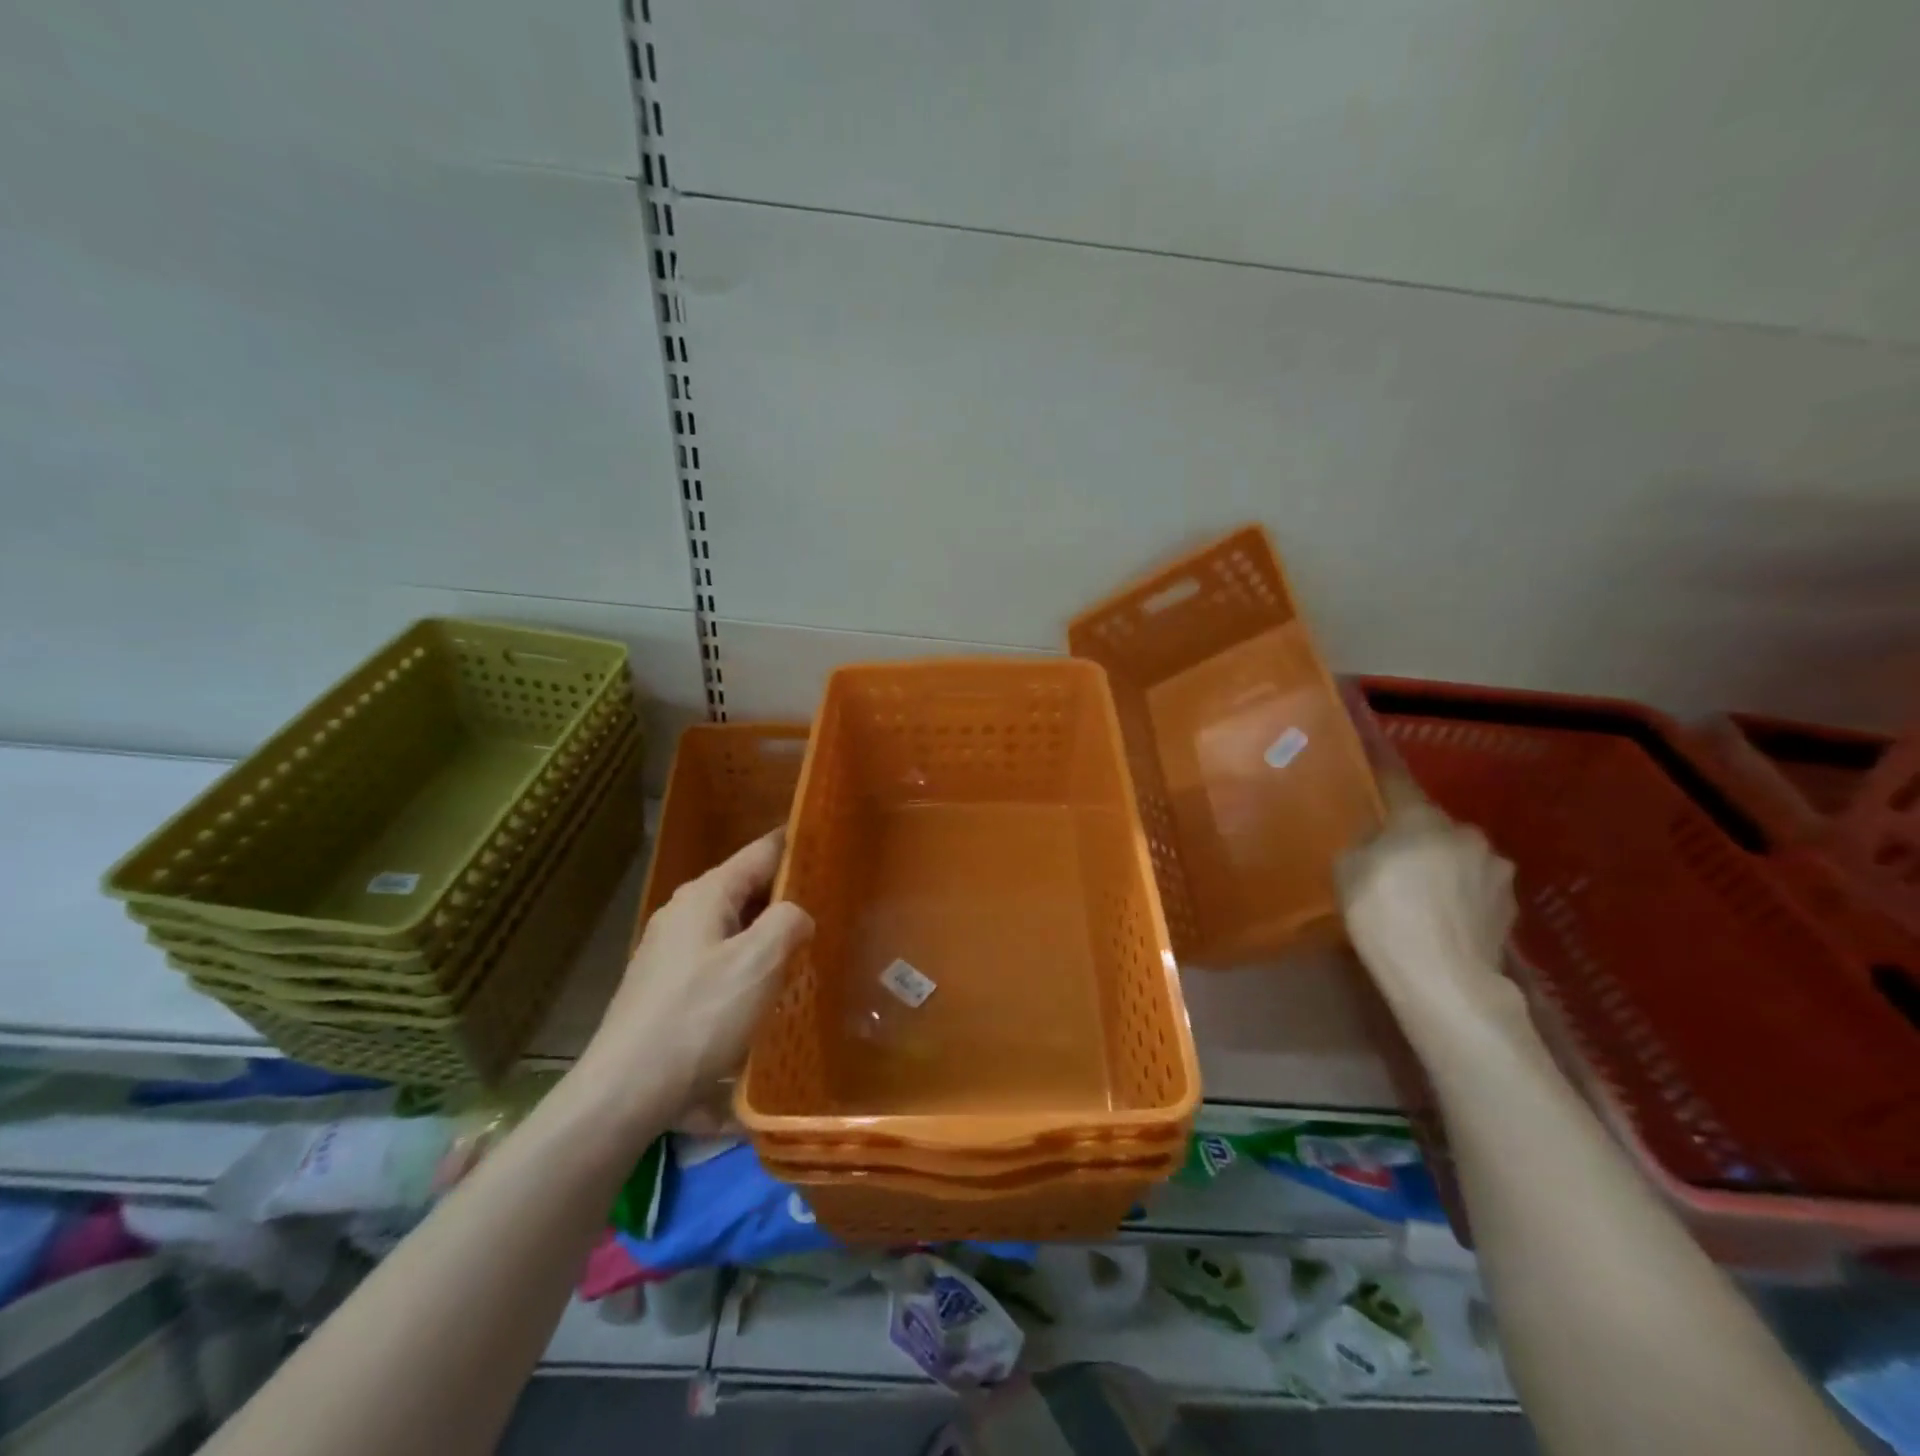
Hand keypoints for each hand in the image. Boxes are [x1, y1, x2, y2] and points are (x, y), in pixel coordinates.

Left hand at [573, 829, 813, 1124]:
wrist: (625, 1092)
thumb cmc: (698, 1018)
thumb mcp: (758, 962)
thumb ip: (788, 921)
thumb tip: (797, 916)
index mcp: (705, 895)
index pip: (763, 851)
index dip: (799, 846)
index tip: (835, 847)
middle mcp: (684, 912)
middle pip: (748, 889)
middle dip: (789, 896)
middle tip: (836, 907)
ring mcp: (670, 951)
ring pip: (734, 928)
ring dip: (770, 935)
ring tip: (809, 950)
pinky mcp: (667, 988)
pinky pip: (719, 960)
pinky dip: (748, 966)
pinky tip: (768, 992)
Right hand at [1336, 774, 1521, 1041]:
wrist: (1443, 979)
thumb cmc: (1383, 914)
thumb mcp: (1347, 869)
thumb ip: (1364, 843)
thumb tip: (1379, 840)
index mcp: (1422, 817)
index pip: (1397, 781)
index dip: (1380, 774)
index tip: (1369, 764)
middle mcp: (1465, 833)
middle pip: (1432, 824)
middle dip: (1414, 835)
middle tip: (1390, 857)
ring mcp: (1495, 870)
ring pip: (1458, 856)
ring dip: (1441, 865)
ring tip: (1419, 893)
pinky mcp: (1509, 907)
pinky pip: (1474, 888)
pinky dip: (1459, 895)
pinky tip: (1442, 917)